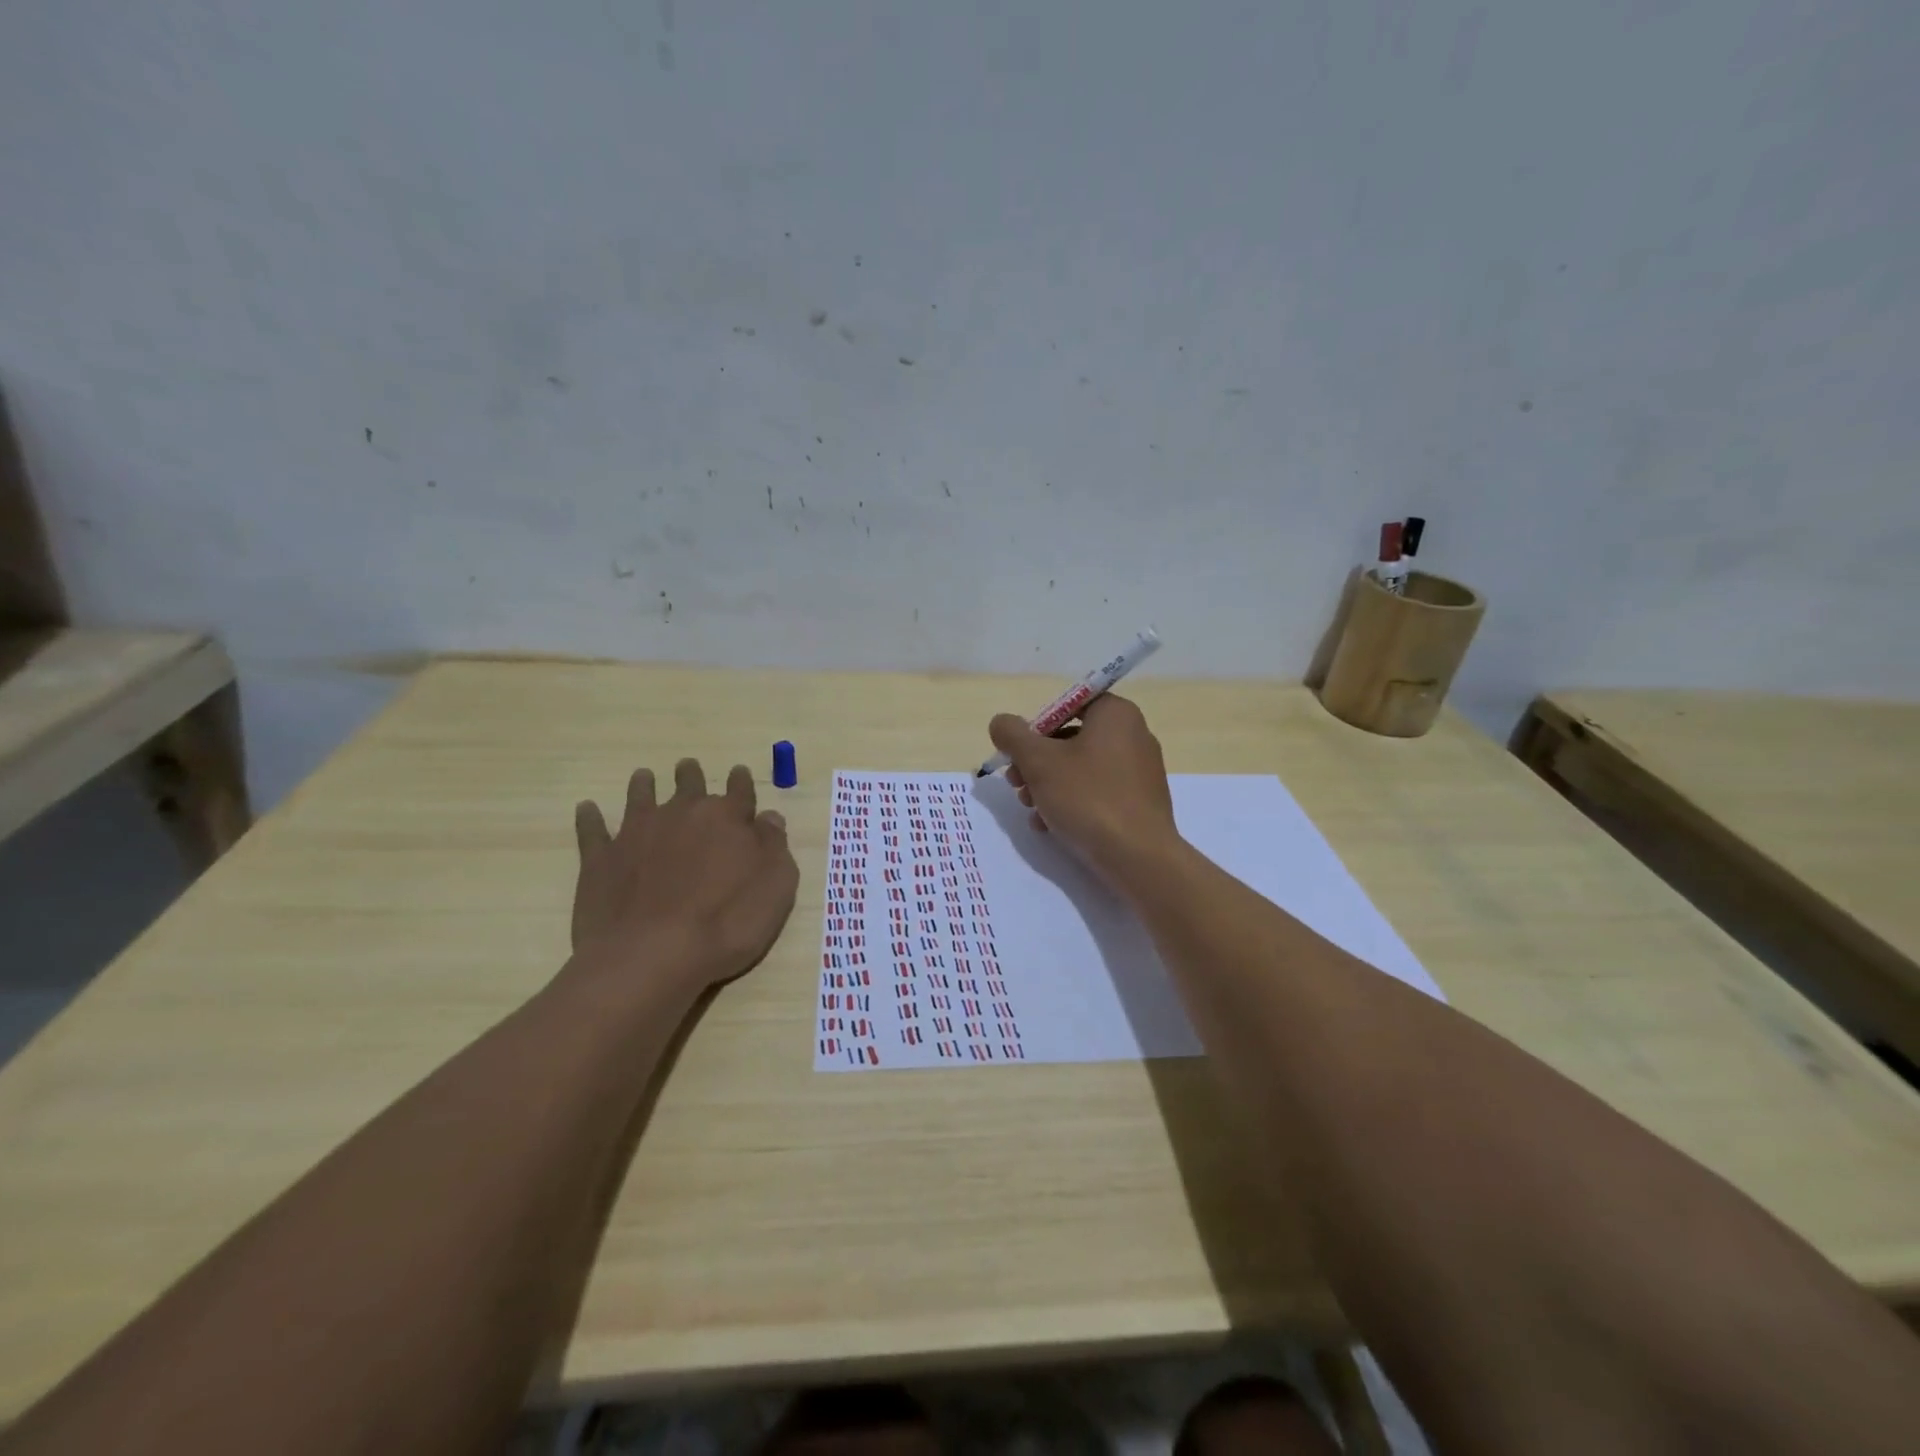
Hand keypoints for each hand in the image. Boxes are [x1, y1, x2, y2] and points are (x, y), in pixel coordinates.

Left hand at [569, 758, 798, 990]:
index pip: (739, 790)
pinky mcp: (601, 859)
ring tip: (643, 777)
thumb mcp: (776, 887)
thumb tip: (769, 818)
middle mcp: (682, 813)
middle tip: (688, 767)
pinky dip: (590, 817)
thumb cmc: (726, 923)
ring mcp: (637, 833)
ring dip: (644, 785)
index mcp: (727, 818)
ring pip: (640, 796)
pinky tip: (587, 809)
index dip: (741, 781)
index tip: (739, 773)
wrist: (651, 956)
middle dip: (691, 775)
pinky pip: (592, 830)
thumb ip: (774, 846)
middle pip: (688, 785)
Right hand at [987, 695, 1180, 882]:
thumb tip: (1001, 723)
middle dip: (1036, 761)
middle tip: (1015, 783)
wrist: (1138, 857)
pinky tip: (1048, 825)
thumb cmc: (1088, 798)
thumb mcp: (1039, 762)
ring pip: (1081, 768)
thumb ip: (1013, 736)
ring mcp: (1140, 771)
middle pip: (1071, 738)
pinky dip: (1071, 803)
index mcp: (1116, 714)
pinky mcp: (1140, 802)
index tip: (1019, 752)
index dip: (1037, 725)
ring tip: (1029, 808)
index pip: (1069, 704)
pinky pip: (1098, 792)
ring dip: (1048, 785)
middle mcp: (1134, 735)